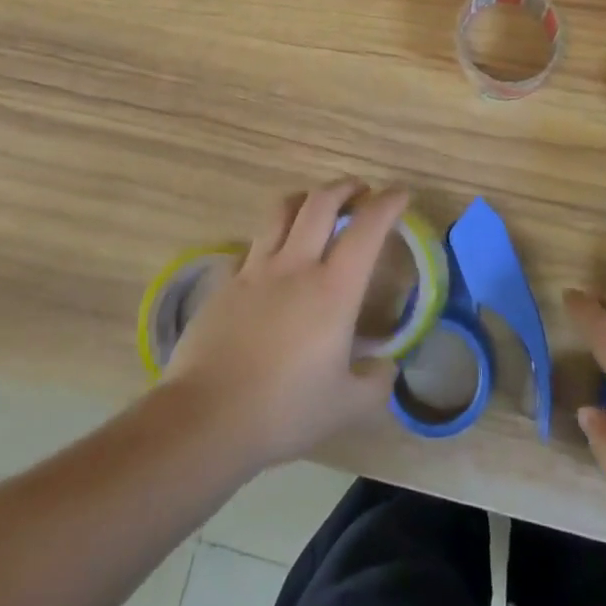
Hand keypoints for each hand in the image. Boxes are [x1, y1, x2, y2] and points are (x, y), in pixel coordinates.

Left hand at [163, 179, 403, 471]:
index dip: (387, 204)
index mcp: (333, 289)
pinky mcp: (224, 283)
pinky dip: (269, 239)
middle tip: (360, 190)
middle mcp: (295, 266)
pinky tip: (271, 258)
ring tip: (315, 205)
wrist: (205, 418)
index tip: (400, 193)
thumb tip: (385, 366)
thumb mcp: (346, 406)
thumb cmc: (283, 411)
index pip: (367, 228)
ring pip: (281, 211)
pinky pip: (250, 246)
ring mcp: (254, 270)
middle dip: (345, 187)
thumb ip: (375, 382)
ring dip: (305, 199)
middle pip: (320, 202)